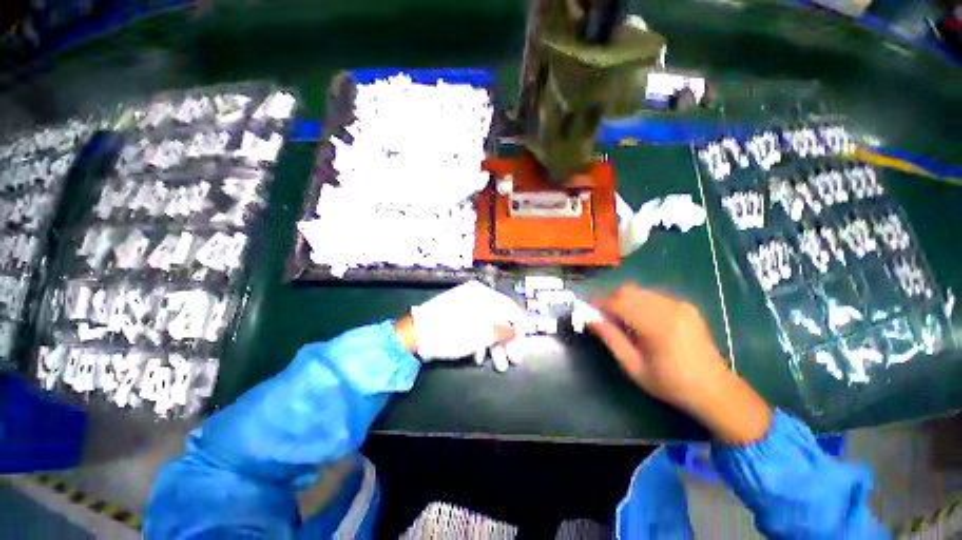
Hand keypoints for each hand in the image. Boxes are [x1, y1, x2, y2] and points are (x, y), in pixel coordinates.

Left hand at [403, 281, 525, 365]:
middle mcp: (474, 297)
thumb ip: (501, 331)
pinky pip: (473, 327)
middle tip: (514, 360)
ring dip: (494, 345)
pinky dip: (479, 342)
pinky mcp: (455, 317)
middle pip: (498, 318)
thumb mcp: (480, 334)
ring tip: (499, 365)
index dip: (519, 324)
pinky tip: (479, 358)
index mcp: (482, 294)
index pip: (508, 307)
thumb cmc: (451, 333)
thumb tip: (513, 332)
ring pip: (486, 325)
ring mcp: (463, 306)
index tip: (527, 338)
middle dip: (507, 341)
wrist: (414, 336)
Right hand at [588, 284, 770, 444]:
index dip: (598, 303)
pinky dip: (640, 303)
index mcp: (656, 325)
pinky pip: (654, 297)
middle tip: (603, 317)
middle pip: (628, 291)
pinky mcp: (686, 306)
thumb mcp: (633, 366)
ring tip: (622, 321)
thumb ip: (610, 338)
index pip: (618, 302)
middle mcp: (669, 308)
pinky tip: (642, 321)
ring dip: (624, 301)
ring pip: (640, 292)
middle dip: (610, 300)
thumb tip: (590, 319)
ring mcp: (680, 305)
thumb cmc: (670, 384)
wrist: (715, 390)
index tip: (587, 310)